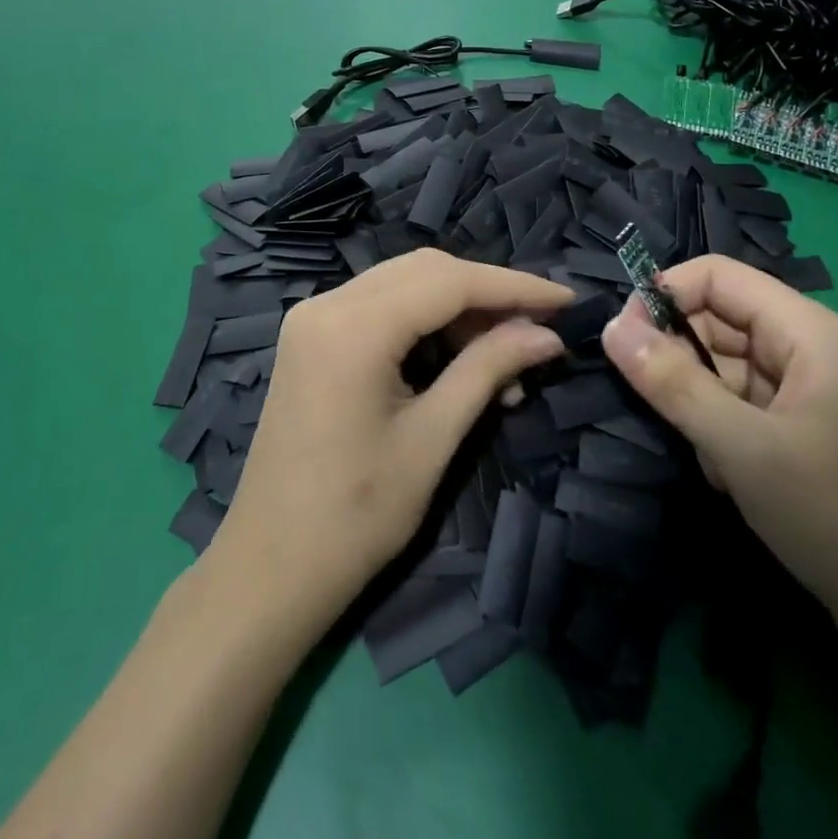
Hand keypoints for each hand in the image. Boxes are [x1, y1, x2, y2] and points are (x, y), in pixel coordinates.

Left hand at [206, 250, 571, 629]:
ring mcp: (312, 317)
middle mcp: (327, 303)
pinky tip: (455, 362)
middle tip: (536, 332)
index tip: (567, 300)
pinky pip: (379, 307)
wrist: (270, 566)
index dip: (514, 287)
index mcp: (352, 326)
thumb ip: (488, 370)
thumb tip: (547, 334)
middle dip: (486, 295)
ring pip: (403, 284)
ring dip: (456, 311)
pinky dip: (422, 323)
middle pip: (425, 271)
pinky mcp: (310, 336)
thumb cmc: (356, 515)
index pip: (449, 281)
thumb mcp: (433, 439)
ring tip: (503, 364)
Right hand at [601, 256, 837, 677]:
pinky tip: (728, 479)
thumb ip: (672, 383)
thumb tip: (609, 327)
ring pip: (718, 368)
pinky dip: (716, 434)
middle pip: (714, 320)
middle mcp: (802, 350)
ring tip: (708, 455)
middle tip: (657, 406)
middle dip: (677, 357)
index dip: (664, 294)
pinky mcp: (795, 434)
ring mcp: (800, 394)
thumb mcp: (744, 447)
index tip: (622, 340)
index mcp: (805, 330)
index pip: (715, 276)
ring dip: (696, 404)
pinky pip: (733, 407)